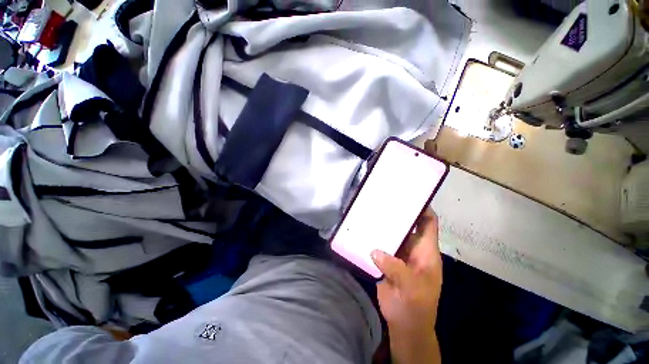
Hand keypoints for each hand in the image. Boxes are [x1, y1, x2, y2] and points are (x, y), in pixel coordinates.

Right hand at [371, 209, 441, 362]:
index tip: (409, 196)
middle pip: (408, 225)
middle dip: (399, 213)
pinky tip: (364, 231)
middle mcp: (413, 248)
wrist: (404, 324)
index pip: (429, 223)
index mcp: (426, 251)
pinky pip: (381, 244)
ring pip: (393, 234)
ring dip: (384, 225)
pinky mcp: (386, 260)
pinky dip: (374, 237)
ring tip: (371, 212)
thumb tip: (375, 250)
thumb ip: (395, 267)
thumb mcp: (411, 288)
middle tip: (383, 200)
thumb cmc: (416, 306)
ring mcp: (399, 253)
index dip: (423, 209)